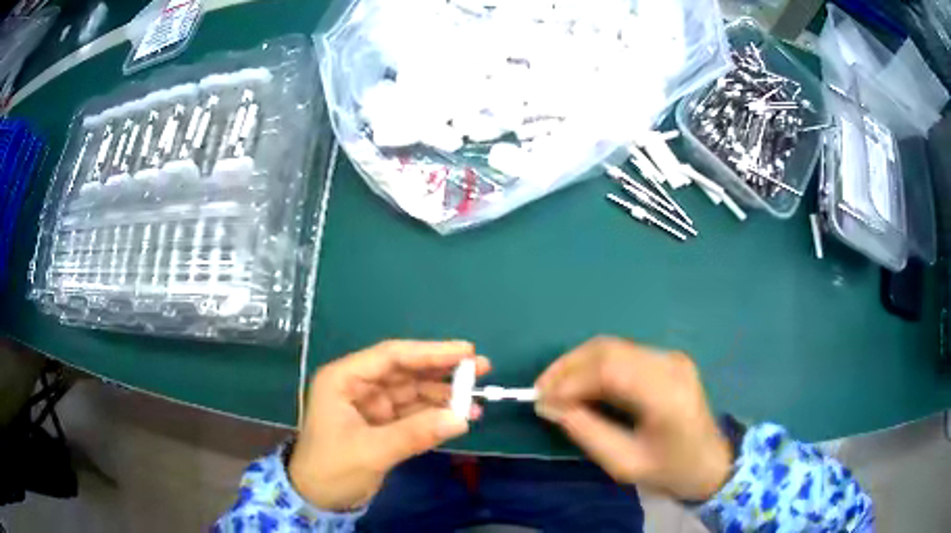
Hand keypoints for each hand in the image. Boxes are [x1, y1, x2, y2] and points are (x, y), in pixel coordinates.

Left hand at [289, 340, 489, 510]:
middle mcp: (359, 386)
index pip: (391, 357)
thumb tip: (462, 419)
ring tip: (477, 401)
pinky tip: (460, 418)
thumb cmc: (331, 468)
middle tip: (481, 368)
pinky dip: (436, 415)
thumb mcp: (371, 451)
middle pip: (406, 371)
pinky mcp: (382, 425)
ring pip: (413, 392)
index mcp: (344, 379)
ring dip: (444, 396)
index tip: (466, 351)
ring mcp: (372, 406)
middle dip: (442, 371)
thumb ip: (415, 433)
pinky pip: (414, 414)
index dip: (430, 352)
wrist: (317, 499)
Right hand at [534, 337, 731, 500]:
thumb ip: (585, 431)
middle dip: (568, 366)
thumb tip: (548, 406)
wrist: (711, 462)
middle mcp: (670, 365)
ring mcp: (671, 357)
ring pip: (613, 346)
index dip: (570, 379)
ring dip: (578, 363)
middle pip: (609, 349)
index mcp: (666, 394)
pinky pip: (623, 353)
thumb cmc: (670, 470)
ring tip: (554, 387)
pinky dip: (595, 365)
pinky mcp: (668, 359)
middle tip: (541, 390)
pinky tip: (580, 383)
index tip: (541, 399)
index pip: (610, 369)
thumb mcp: (624, 463)